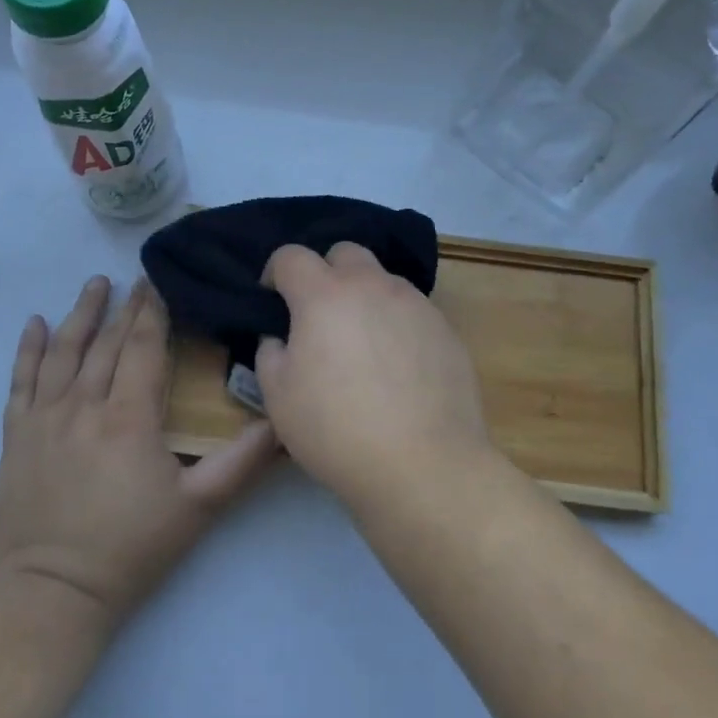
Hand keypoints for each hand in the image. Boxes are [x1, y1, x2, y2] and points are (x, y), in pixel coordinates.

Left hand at [0, 275, 276, 628]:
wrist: (52, 594)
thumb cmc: (131, 549)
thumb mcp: (199, 508)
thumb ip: (242, 462)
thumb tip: (280, 422)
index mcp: (129, 417)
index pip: (142, 348)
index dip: (153, 313)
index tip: (160, 283)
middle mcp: (84, 406)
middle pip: (106, 343)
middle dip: (125, 307)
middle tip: (137, 279)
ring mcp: (44, 419)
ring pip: (63, 352)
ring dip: (80, 314)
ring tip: (94, 284)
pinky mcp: (16, 437)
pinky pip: (20, 381)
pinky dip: (28, 350)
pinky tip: (35, 324)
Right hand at [253, 243, 495, 501]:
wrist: (423, 465)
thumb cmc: (336, 430)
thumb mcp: (278, 396)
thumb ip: (271, 352)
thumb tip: (282, 337)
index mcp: (324, 295)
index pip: (291, 256)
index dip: (275, 273)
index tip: (273, 301)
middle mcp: (373, 286)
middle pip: (345, 252)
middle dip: (326, 272)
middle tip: (320, 315)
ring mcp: (415, 304)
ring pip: (383, 280)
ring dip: (365, 297)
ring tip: (363, 344)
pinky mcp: (446, 329)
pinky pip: (412, 310)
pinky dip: (396, 323)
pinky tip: (398, 367)